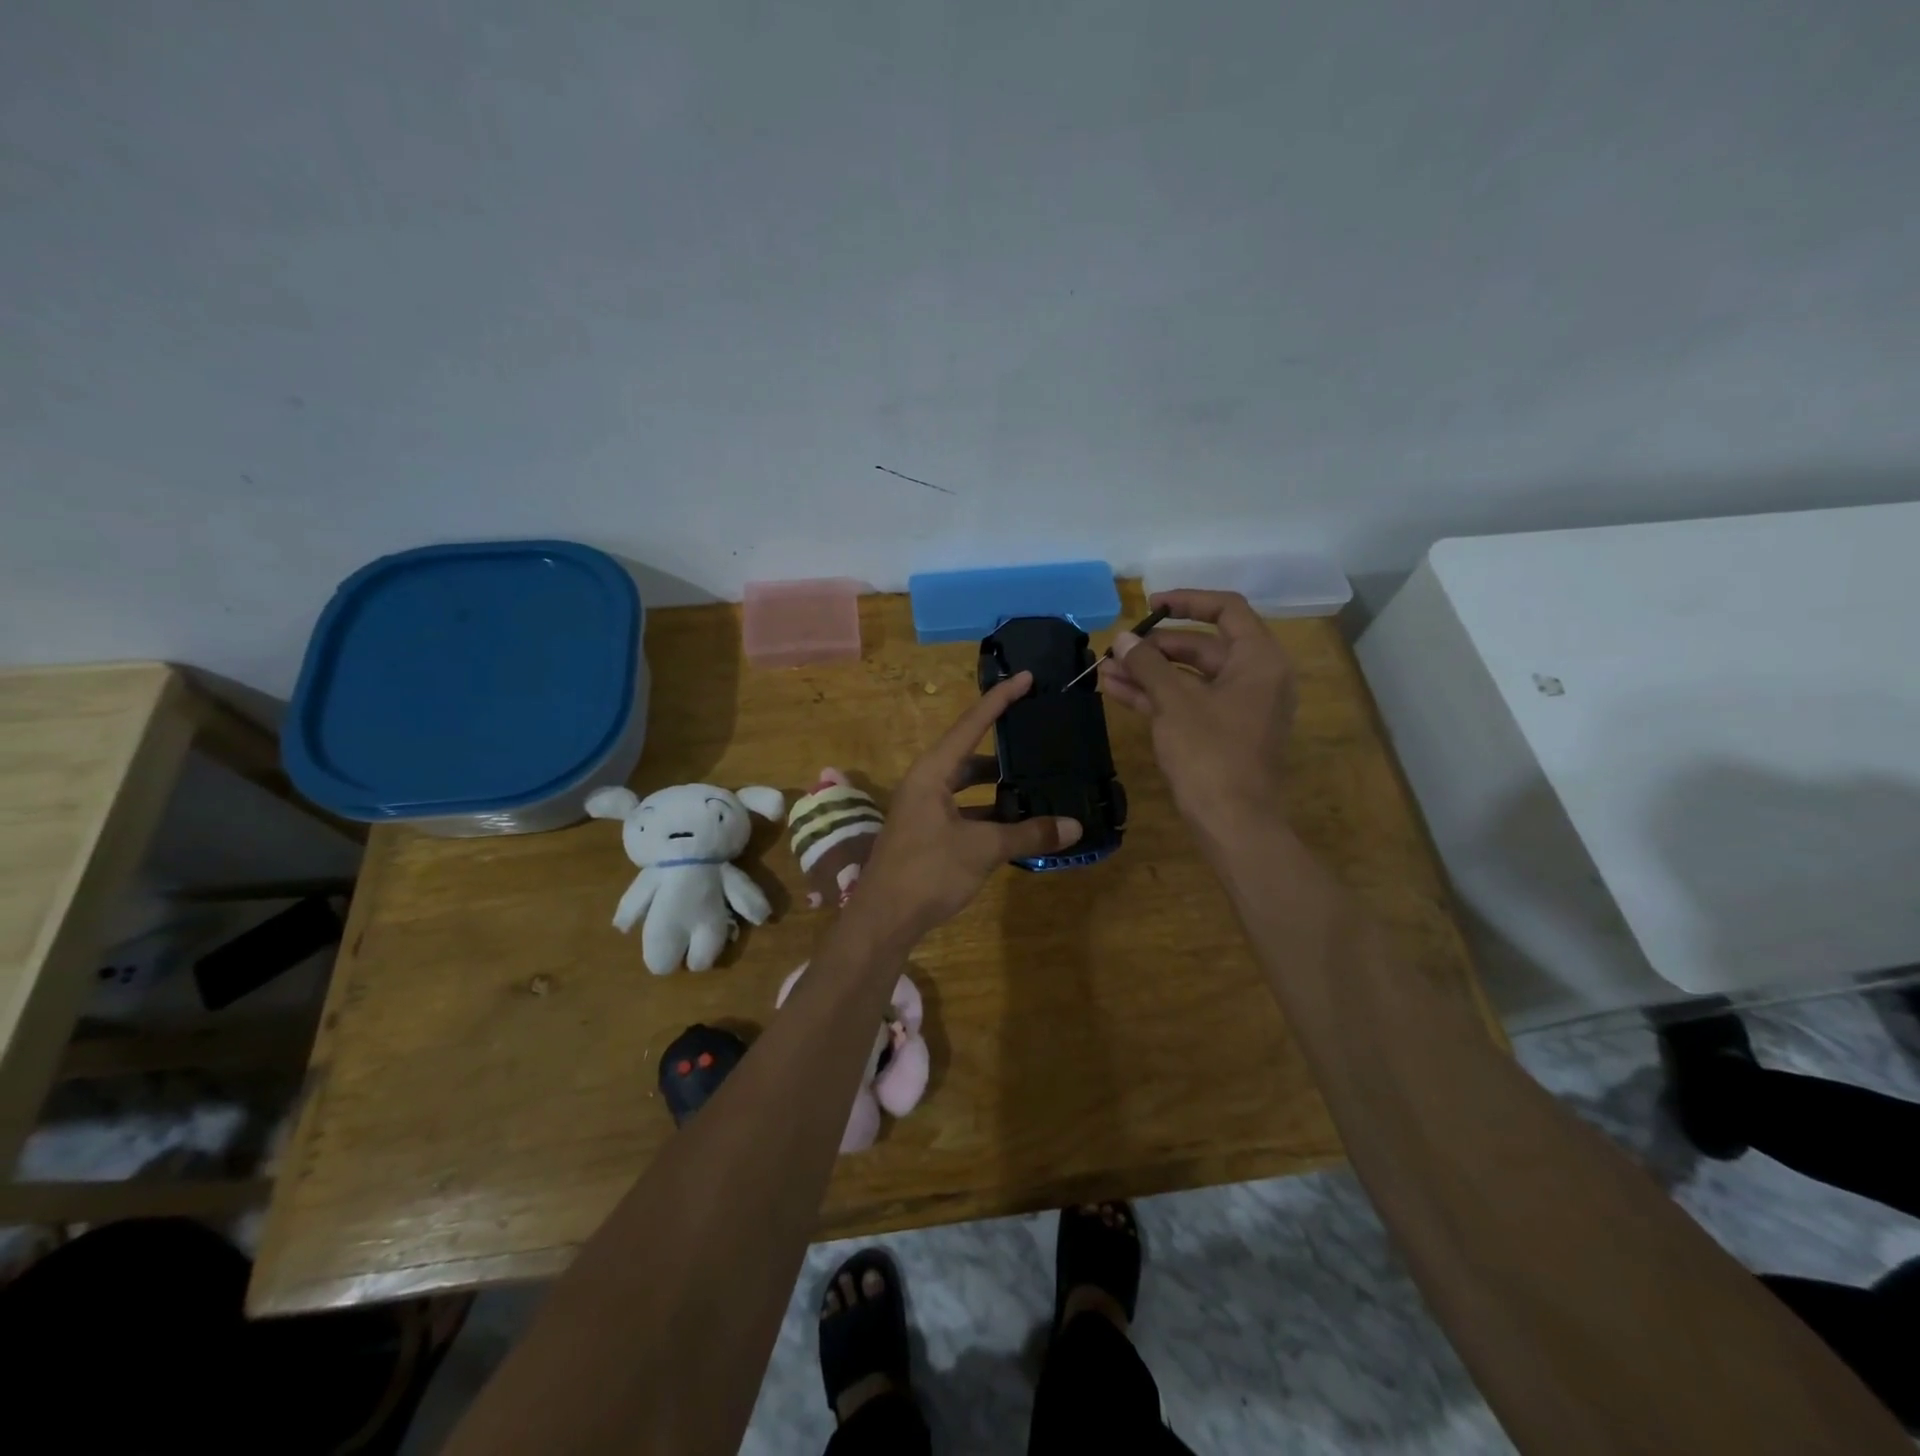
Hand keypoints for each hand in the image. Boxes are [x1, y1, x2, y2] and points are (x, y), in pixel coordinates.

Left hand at [854, 671, 1081, 939]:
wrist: (883, 919)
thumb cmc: (928, 871)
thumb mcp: (982, 850)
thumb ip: (1028, 834)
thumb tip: (1074, 826)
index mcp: (932, 772)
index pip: (971, 724)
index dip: (1000, 700)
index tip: (1026, 677)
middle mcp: (925, 783)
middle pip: (969, 753)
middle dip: (1003, 747)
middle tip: (1037, 738)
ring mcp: (923, 809)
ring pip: (966, 785)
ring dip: (997, 786)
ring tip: (1035, 782)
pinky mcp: (926, 833)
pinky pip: (963, 810)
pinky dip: (988, 812)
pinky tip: (1015, 822)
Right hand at [1097, 589, 1295, 841]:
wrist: (1233, 823)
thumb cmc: (1210, 754)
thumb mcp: (1175, 703)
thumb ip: (1148, 664)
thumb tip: (1123, 639)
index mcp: (1259, 660)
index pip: (1226, 610)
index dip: (1187, 601)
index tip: (1150, 604)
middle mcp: (1255, 678)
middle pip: (1202, 646)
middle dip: (1155, 647)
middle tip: (1117, 649)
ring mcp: (1239, 708)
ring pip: (1190, 678)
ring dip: (1148, 673)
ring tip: (1104, 670)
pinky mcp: (1222, 733)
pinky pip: (1188, 703)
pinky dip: (1156, 696)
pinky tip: (1116, 691)